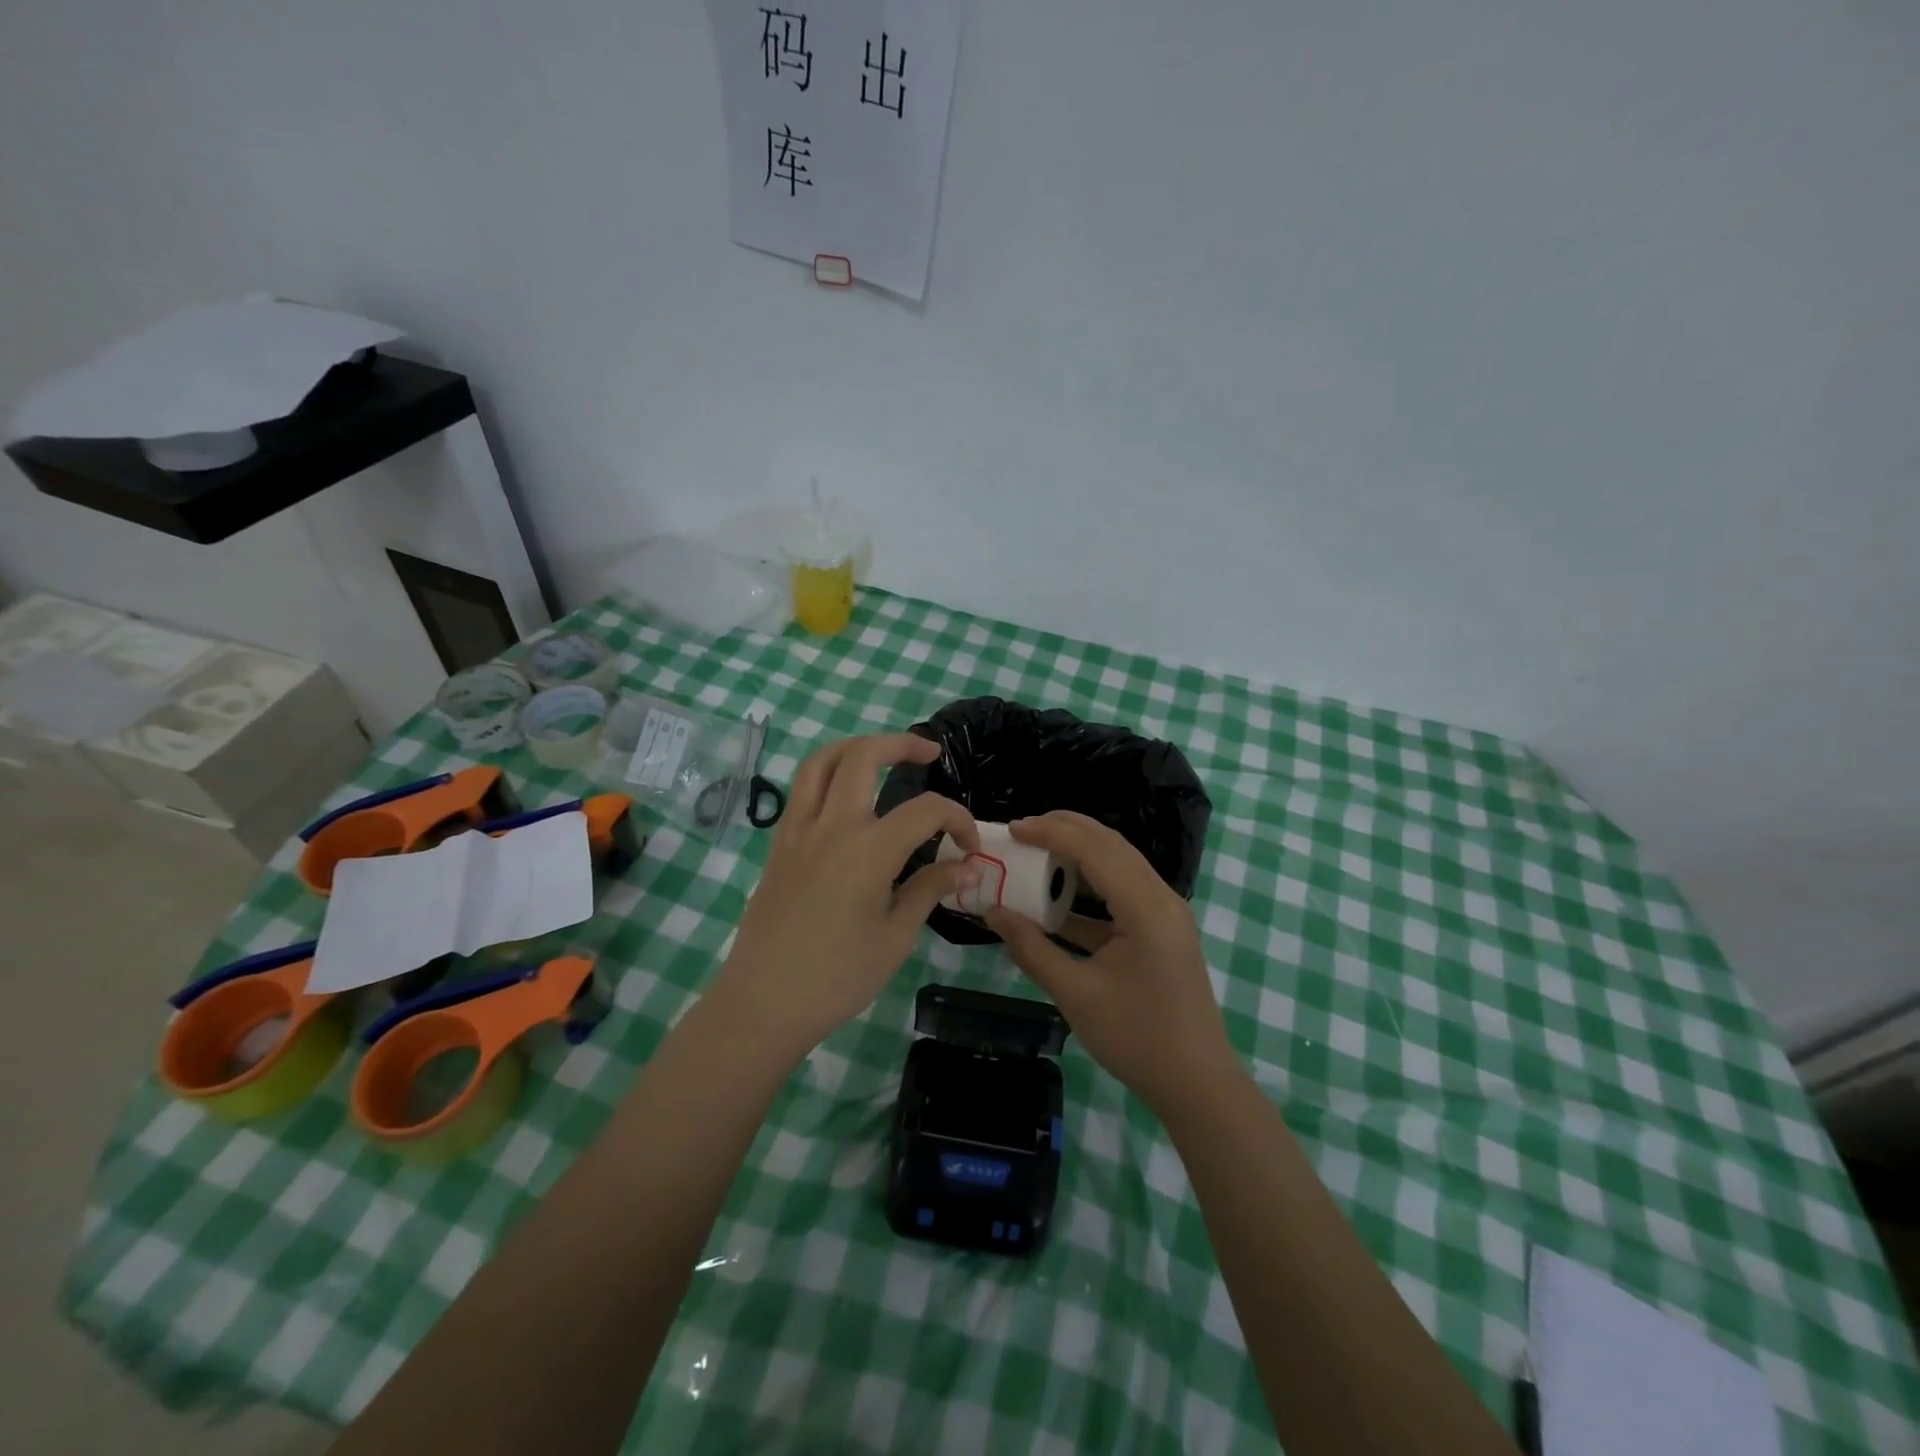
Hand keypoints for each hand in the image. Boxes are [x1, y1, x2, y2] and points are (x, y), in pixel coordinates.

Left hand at [708, 733, 979, 1063]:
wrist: (764, 1002)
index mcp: (868, 850)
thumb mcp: (896, 937)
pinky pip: (801, 789)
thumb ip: (930, 889)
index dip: (958, 819)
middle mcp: (832, 826)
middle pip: (864, 756)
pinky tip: (846, 795)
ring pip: (822, 761)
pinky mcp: (780, 843)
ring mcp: (798, 830)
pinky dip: (827, 774)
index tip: (969, 848)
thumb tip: (968, 867)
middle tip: (930, 753)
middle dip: (902, 744)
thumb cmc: (838, 977)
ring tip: (882, 754)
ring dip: (856, 747)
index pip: (925, 810)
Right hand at [984, 812, 1235, 1114]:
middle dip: (1066, 830)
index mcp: (1145, 907)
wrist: (1197, 1085)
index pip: (1094, 849)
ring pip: (1119, 865)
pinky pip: (1123, 893)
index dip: (1051, 833)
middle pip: (1111, 845)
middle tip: (1022, 830)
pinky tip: (1058, 899)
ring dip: (1079, 854)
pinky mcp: (1161, 931)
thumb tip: (992, 913)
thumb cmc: (1136, 1039)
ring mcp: (1165, 914)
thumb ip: (1031, 948)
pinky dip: (1090, 888)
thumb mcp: (1075, 994)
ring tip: (1037, 851)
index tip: (1012, 829)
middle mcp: (1161, 898)